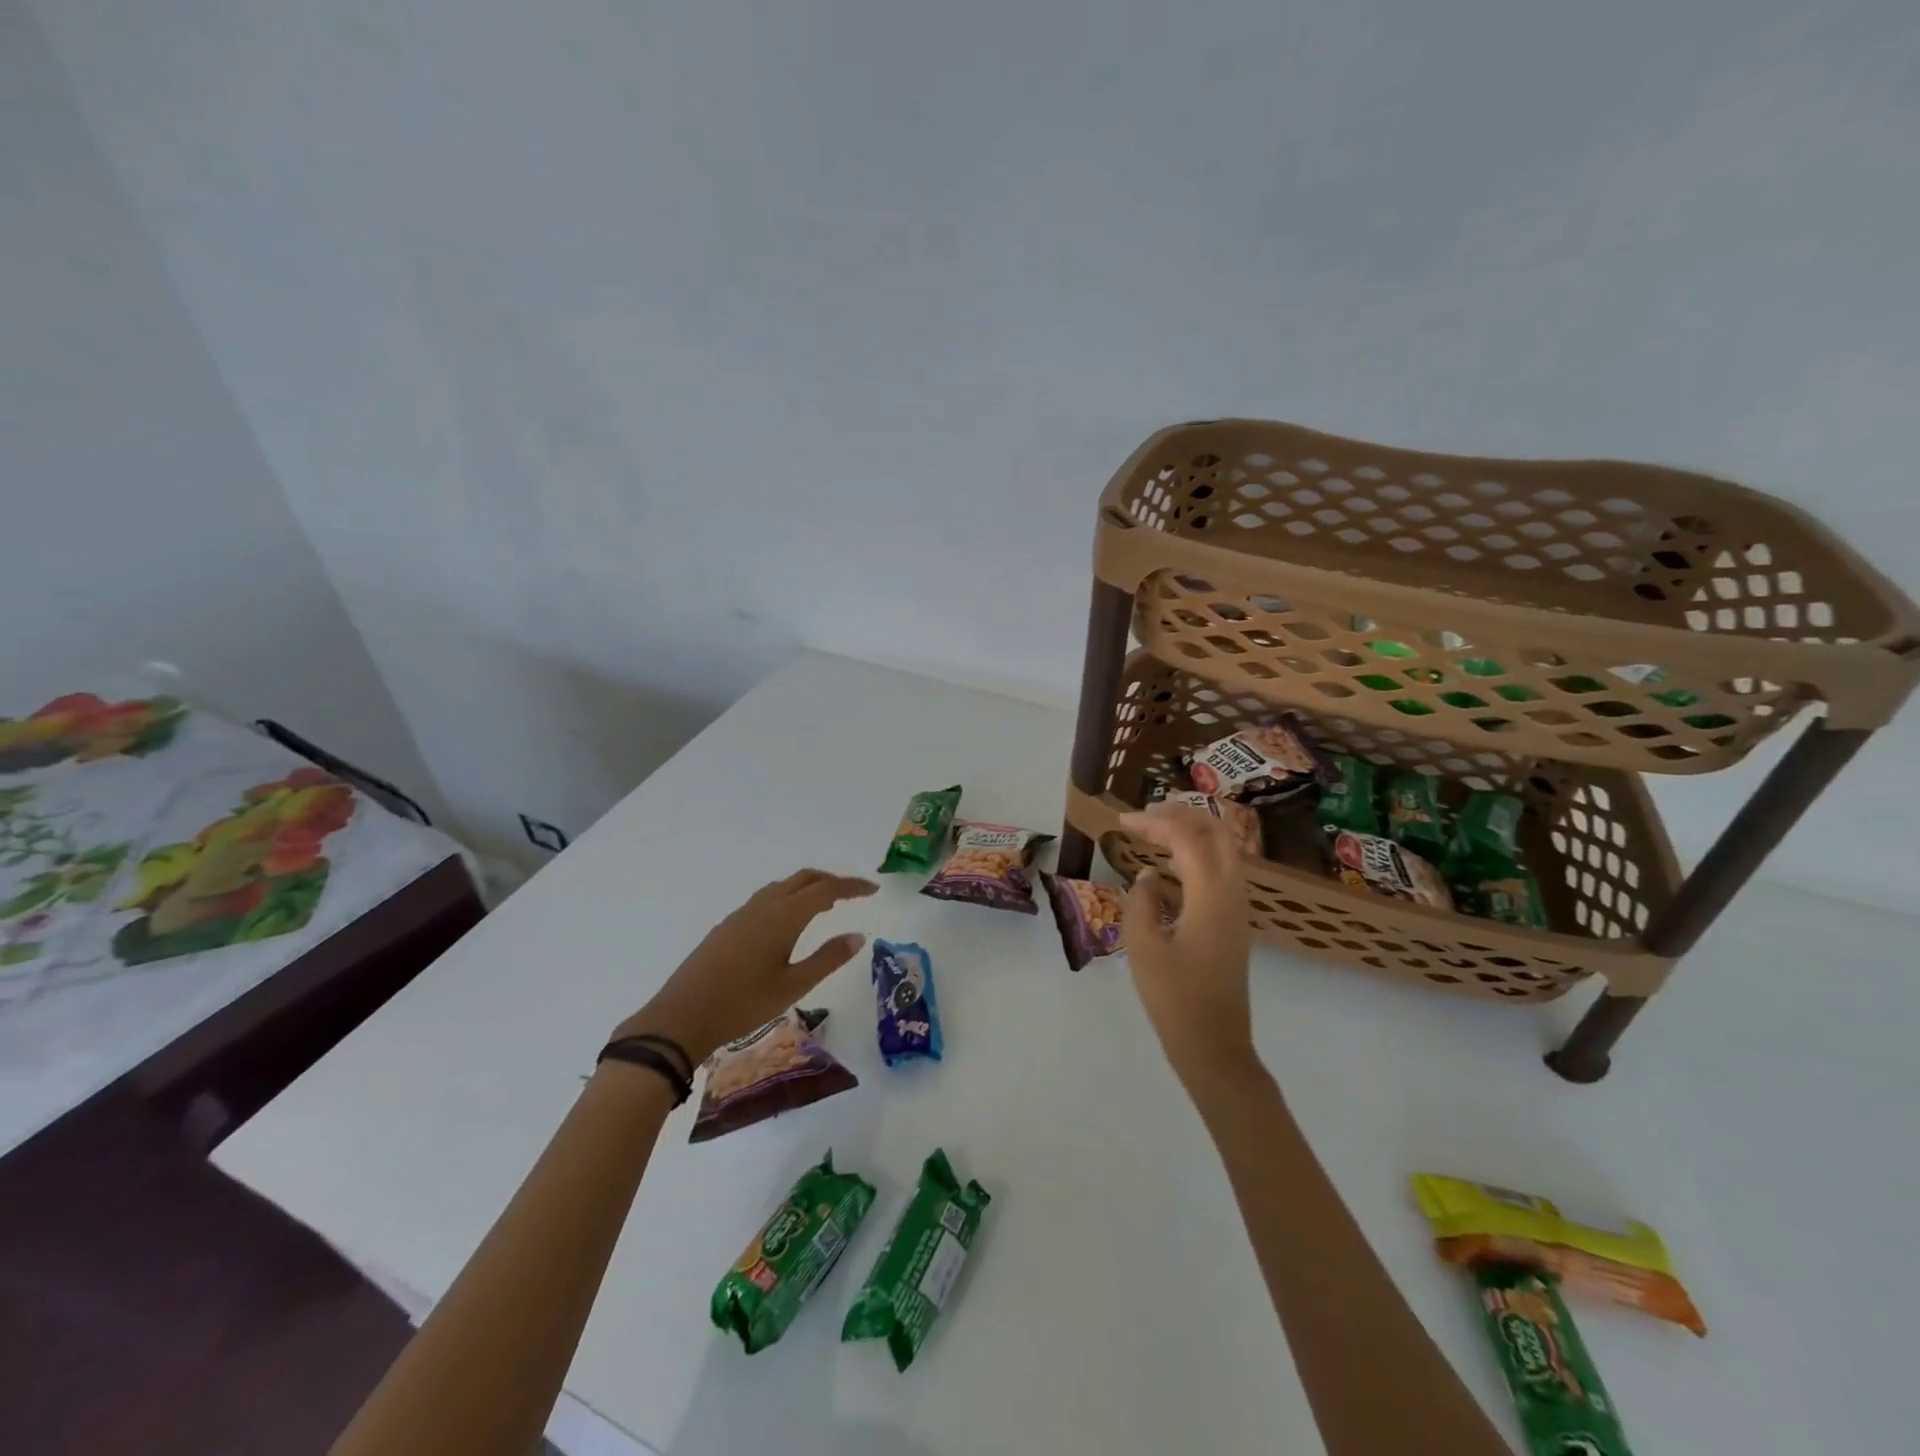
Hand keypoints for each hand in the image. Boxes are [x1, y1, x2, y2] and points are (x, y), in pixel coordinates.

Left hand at [612, 870, 876, 1066]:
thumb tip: (858, 936)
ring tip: (825, 907)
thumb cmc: (743, 1004)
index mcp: (783, 916)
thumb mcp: (793, 986)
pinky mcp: (727, 926)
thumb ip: (827, 959)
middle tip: (852, 895)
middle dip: (831, 881)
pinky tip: (788, 923)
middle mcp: (763, 906)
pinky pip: (766, 899)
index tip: (873, 890)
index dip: (852, 886)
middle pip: (803, 879)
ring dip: (807, 888)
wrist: (681, 1017)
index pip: (826, 890)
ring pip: (782, 887)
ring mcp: (741, 914)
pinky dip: (787, 899)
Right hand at [1122, 805, 1256, 1080]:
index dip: (1154, 822)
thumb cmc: (1175, 999)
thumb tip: (1148, 876)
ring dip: (1191, 832)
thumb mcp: (1143, 948)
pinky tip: (1168, 869)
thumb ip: (1141, 902)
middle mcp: (1232, 893)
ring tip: (1154, 831)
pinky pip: (1220, 871)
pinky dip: (1196, 855)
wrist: (1215, 1047)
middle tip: (1145, 816)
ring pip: (1223, 850)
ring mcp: (1238, 908)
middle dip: (1181, 814)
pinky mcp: (1234, 923)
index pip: (1186, 837)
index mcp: (1211, 895)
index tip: (1121, 821)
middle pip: (1216, 832)